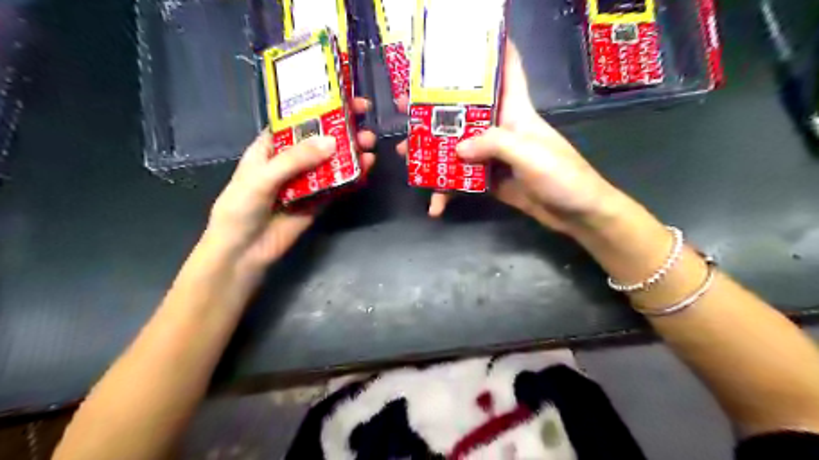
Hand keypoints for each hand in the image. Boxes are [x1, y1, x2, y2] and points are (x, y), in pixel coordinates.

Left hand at [206, 96, 375, 269]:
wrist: (244, 252)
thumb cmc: (241, 208)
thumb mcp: (262, 177)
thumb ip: (296, 159)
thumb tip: (333, 142)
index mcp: (270, 148)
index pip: (295, 122)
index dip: (317, 109)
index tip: (342, 98)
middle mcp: (290, 162)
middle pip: (319, 141)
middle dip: (341, 130)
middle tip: (364, 120)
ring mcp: (306, 183)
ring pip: (331, 164)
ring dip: (350, 153)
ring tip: (370, 144)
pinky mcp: (318, 202)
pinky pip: (337, 187)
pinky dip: (352, 177)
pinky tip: (366, 168)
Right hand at [397, 41, 620, 230]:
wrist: (575, 214)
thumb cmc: (562, 175)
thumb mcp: (530, 153)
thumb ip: (494, 144)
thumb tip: (457, 149)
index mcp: (515, 111)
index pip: (506, 71)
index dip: (491, 50)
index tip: (462, 41)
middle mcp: (500, 129)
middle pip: (464, 112)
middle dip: (435, 109)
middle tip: (404, 107)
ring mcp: (493, 157)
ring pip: (457, 148)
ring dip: (432, 153)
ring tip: (406, 157)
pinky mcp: (489, 180)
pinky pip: (462, 181)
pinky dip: (448, 191)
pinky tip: (435, 204)